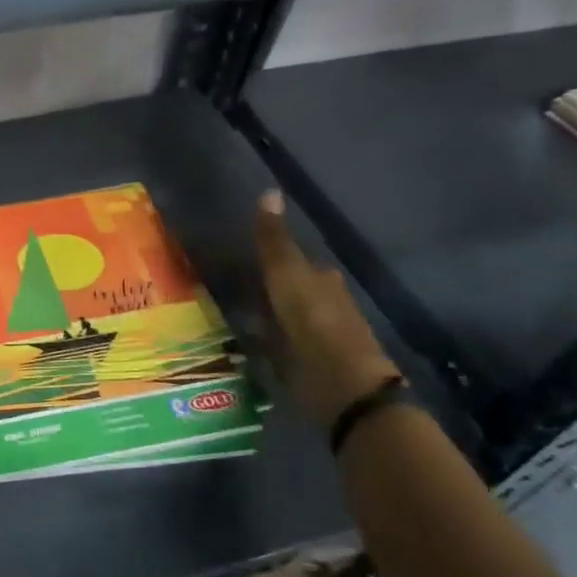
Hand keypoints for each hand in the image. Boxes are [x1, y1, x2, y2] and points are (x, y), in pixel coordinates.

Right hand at [253, 192, 400, 431]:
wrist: (341, 385)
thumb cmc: (315, 323)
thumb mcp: (287, 276)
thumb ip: (275, 241)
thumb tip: (269, 191)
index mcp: (323, 281)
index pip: (298, 263)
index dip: (274, 260)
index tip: (245, 259)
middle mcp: (326, 305)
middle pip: (294, 291)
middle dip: (271, 290)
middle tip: (234, 288)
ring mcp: (318, 339)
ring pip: (287, 319)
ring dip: (267, 318)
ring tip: (234, 317)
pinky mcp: (309, 368)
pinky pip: (281, 347)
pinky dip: (266, 344)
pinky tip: (247, 345)